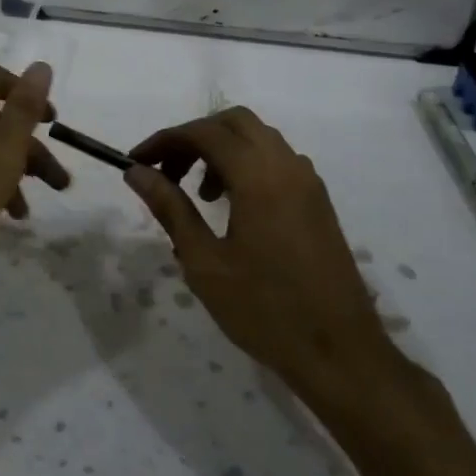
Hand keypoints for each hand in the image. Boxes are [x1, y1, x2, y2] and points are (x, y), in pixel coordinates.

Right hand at [124, 108, 394, 395]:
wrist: (340, 353)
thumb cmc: (264, 310)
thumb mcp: (204, 261)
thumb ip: (170, 208)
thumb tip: (136, 172)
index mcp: (259, 176)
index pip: (204, 133)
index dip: (165, 140)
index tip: (136, 162)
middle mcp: (287, 166)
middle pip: (234, 123)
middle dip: (195, 137)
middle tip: (167, 171)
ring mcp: (308, 182)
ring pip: (258, 139)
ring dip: (222, 150)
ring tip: (197, 195)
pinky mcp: (318, 202)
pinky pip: (277, 161)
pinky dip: (246, 165)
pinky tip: (231, 207)